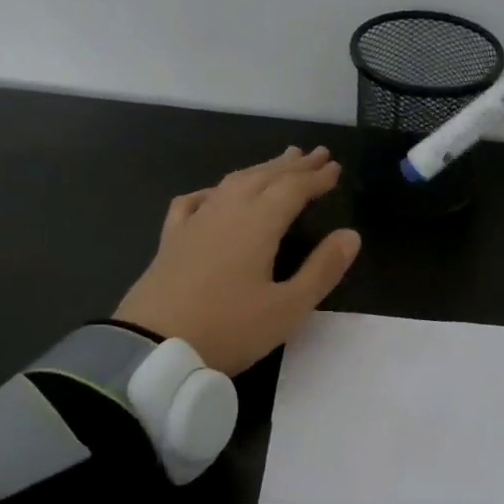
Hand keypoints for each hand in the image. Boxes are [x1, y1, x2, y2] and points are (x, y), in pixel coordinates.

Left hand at [114, 147, 361, 374]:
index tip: (334, 166)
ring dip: (259, 170)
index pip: (292, 189)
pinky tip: (214, 193)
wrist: (152, 349)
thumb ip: (322, 269)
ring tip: (276, 163)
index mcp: (257, 224)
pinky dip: (212, 190)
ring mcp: (194, 224)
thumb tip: (351, 235)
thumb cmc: (229, 329)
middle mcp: (226, 212)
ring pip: (231, 183)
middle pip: (263, 177)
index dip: (316, 177)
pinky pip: (193, 202)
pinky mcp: (171, 241)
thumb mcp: (288, 307)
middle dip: (292, 165)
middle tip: (315, 153)